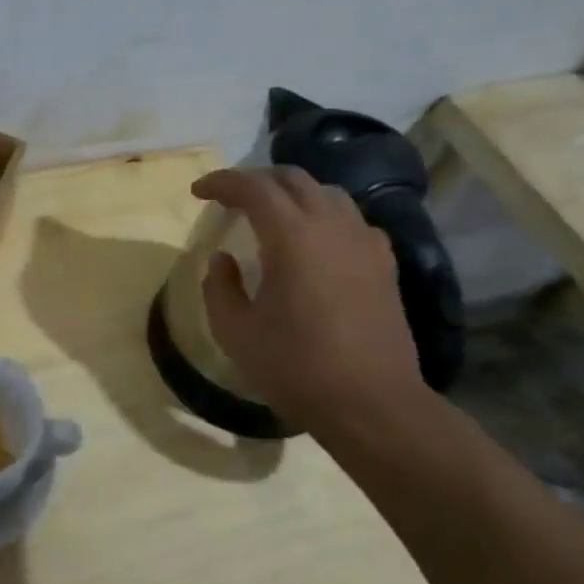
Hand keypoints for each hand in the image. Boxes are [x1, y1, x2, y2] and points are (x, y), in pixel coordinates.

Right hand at [192, 167, 429, 436]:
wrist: (372, 404)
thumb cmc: (296, 367)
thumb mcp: (236, 332)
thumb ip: (220, 287)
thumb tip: (223, 259)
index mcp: (292, 236)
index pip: (253, 187)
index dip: (222, 182)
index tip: (199, 191)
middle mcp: (332, 226)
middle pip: (293, 179)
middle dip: (257, 180)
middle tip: (231, 198)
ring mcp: (365, 242)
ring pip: (327, 194)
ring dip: (294, 194)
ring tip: (272, 214)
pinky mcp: (385, 264)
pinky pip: (352, 221)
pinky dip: (325, 217)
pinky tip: (316, 242)